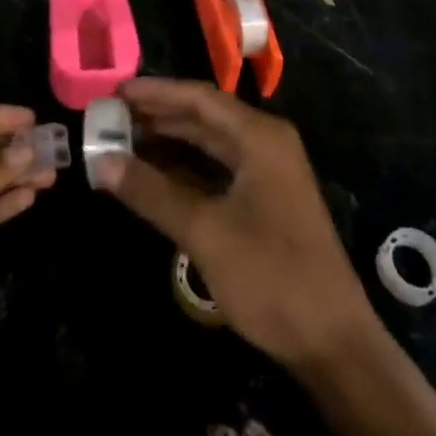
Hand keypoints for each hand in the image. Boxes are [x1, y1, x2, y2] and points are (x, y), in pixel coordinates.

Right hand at [98, 78, 374, 371]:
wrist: (334, 343)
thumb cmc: (271, 277)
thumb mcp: (205, 232)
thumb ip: (151, 192)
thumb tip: (101, 162)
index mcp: (259, 137)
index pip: (198, 97)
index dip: (155, 92)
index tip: (114, 91)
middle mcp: (265, 143)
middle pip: (203, 115)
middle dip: (157, 114)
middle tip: (110, 117)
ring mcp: (267, 172)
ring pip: (209, 142)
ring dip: (168, 140)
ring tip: (122, 141)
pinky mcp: (265, 199)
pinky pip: (217, 168)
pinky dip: (184, 168)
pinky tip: (153, 174)